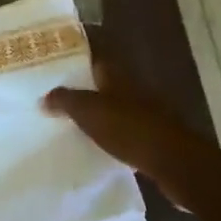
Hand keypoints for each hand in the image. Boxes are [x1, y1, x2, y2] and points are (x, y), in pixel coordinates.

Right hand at [43, 65, 220, 196]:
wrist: (176, 163)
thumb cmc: (129, 129)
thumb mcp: (89, 112)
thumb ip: (65, 101)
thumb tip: (44, 97)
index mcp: (117, 77)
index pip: (95, 58)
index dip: (78, 57)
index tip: (58, 61)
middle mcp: (134, 89)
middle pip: (106, 83)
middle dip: (87, 87)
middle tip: (61, 95)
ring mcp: (148, 114)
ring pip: (118, 107)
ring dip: (101, 112)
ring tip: (76, 122)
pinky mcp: (156, 138)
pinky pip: (128, 131)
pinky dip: (114, 135)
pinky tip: (102, 146)